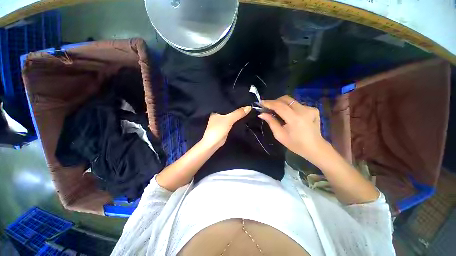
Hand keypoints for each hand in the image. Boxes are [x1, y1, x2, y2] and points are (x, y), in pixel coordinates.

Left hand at [201, 106, 251, 148]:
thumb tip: (249, 107)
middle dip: (237, 108)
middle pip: (229, 110)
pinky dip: (236, 120)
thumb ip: (238, 113)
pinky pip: (232, 121)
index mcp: (216, 110)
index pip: (226, 103)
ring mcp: (221, 121)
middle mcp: (218, 114)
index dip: (234, 101)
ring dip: (237, 114)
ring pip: (231, 115)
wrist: (213, 144)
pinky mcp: (225, 127)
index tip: (243, 98)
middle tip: (247, 103)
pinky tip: (243, 117)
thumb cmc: (218, 129)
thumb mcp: (228, 119)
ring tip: (247, 109)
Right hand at [259, 95, 326, 162]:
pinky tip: (289, 115)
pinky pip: (297, 105)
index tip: (260, 102)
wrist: (315, 147)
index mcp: (295, 119)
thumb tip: (261, 114)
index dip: (269, 103)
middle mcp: (304, 111)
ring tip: (276, 111)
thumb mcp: (280, 135)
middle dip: (275, 101)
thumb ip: (271, 122)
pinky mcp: (313, 109)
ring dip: (282, 104)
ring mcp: (310, 109)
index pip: (279, 106)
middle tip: (268, 107)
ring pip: (291, 101)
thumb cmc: (295, 144)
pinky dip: (290, 108)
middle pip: (286, 99)